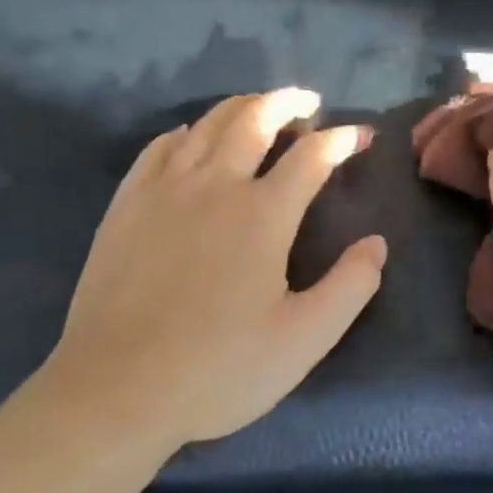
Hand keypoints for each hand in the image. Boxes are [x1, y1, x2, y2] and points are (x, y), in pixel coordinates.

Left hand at [42, 88, 386, 452]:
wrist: (116, 390)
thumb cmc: (220, 369)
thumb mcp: (305, 339)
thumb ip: (350, 286)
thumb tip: (376, 243)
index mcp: (263, 214)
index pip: (311, 156)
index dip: (341, 140)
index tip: (360, 136)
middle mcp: (215, 186)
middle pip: (255, 119)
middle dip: (288, 102)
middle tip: (307, 102)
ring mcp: (164, 190)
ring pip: (207, 124)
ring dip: (241, 106)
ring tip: (259, 108)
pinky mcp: (127, 205)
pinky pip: (159, 147)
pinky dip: (185, 132)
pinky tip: (191, 138)